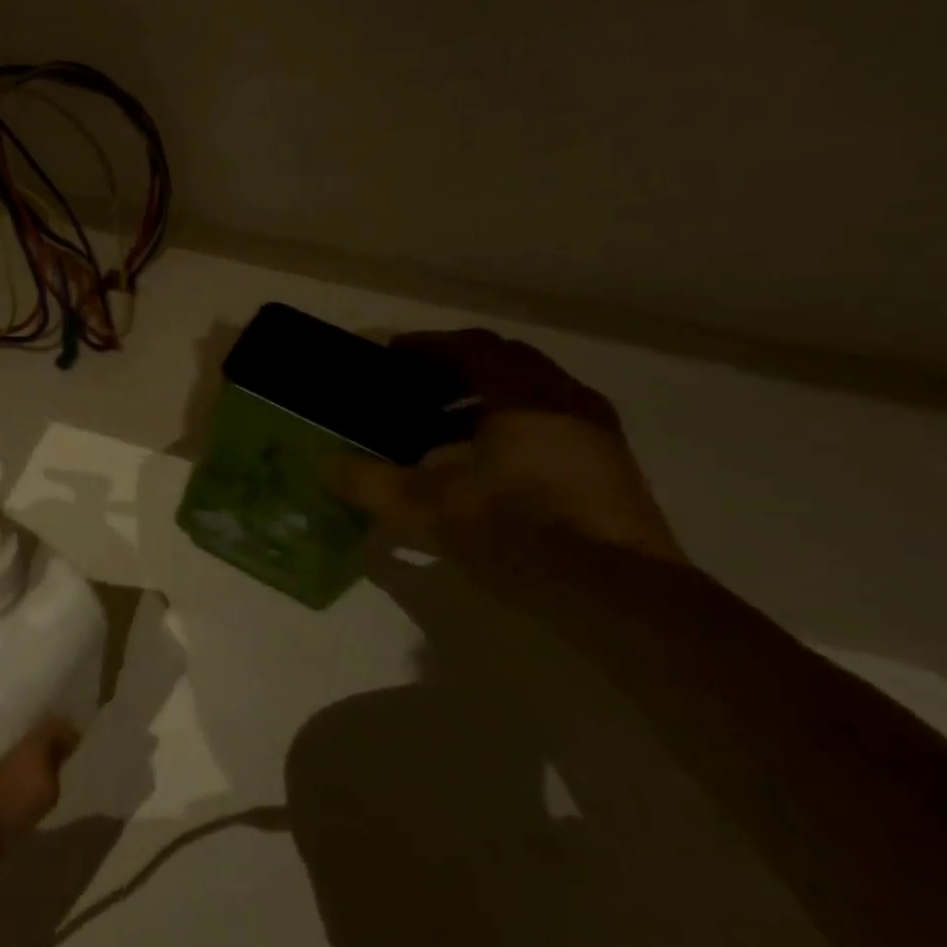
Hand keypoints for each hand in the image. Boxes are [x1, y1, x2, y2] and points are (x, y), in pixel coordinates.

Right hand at [335, 329, 685, 564]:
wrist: (622, 599)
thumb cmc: (518, 531)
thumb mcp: (426, 508)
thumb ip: (369, 483)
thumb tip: (324, 466)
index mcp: (523, 397)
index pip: (472, 347)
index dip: (428, 346)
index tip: (392, 355)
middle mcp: (565, 403)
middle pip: (509, 365)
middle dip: (459, 371)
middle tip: (417, 389)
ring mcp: (597, 438)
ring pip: (535, 398)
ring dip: (487, 404)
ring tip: (444, 432)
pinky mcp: (612, 473)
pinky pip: (553, 429)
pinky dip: (514, 432)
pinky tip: (487, 469)